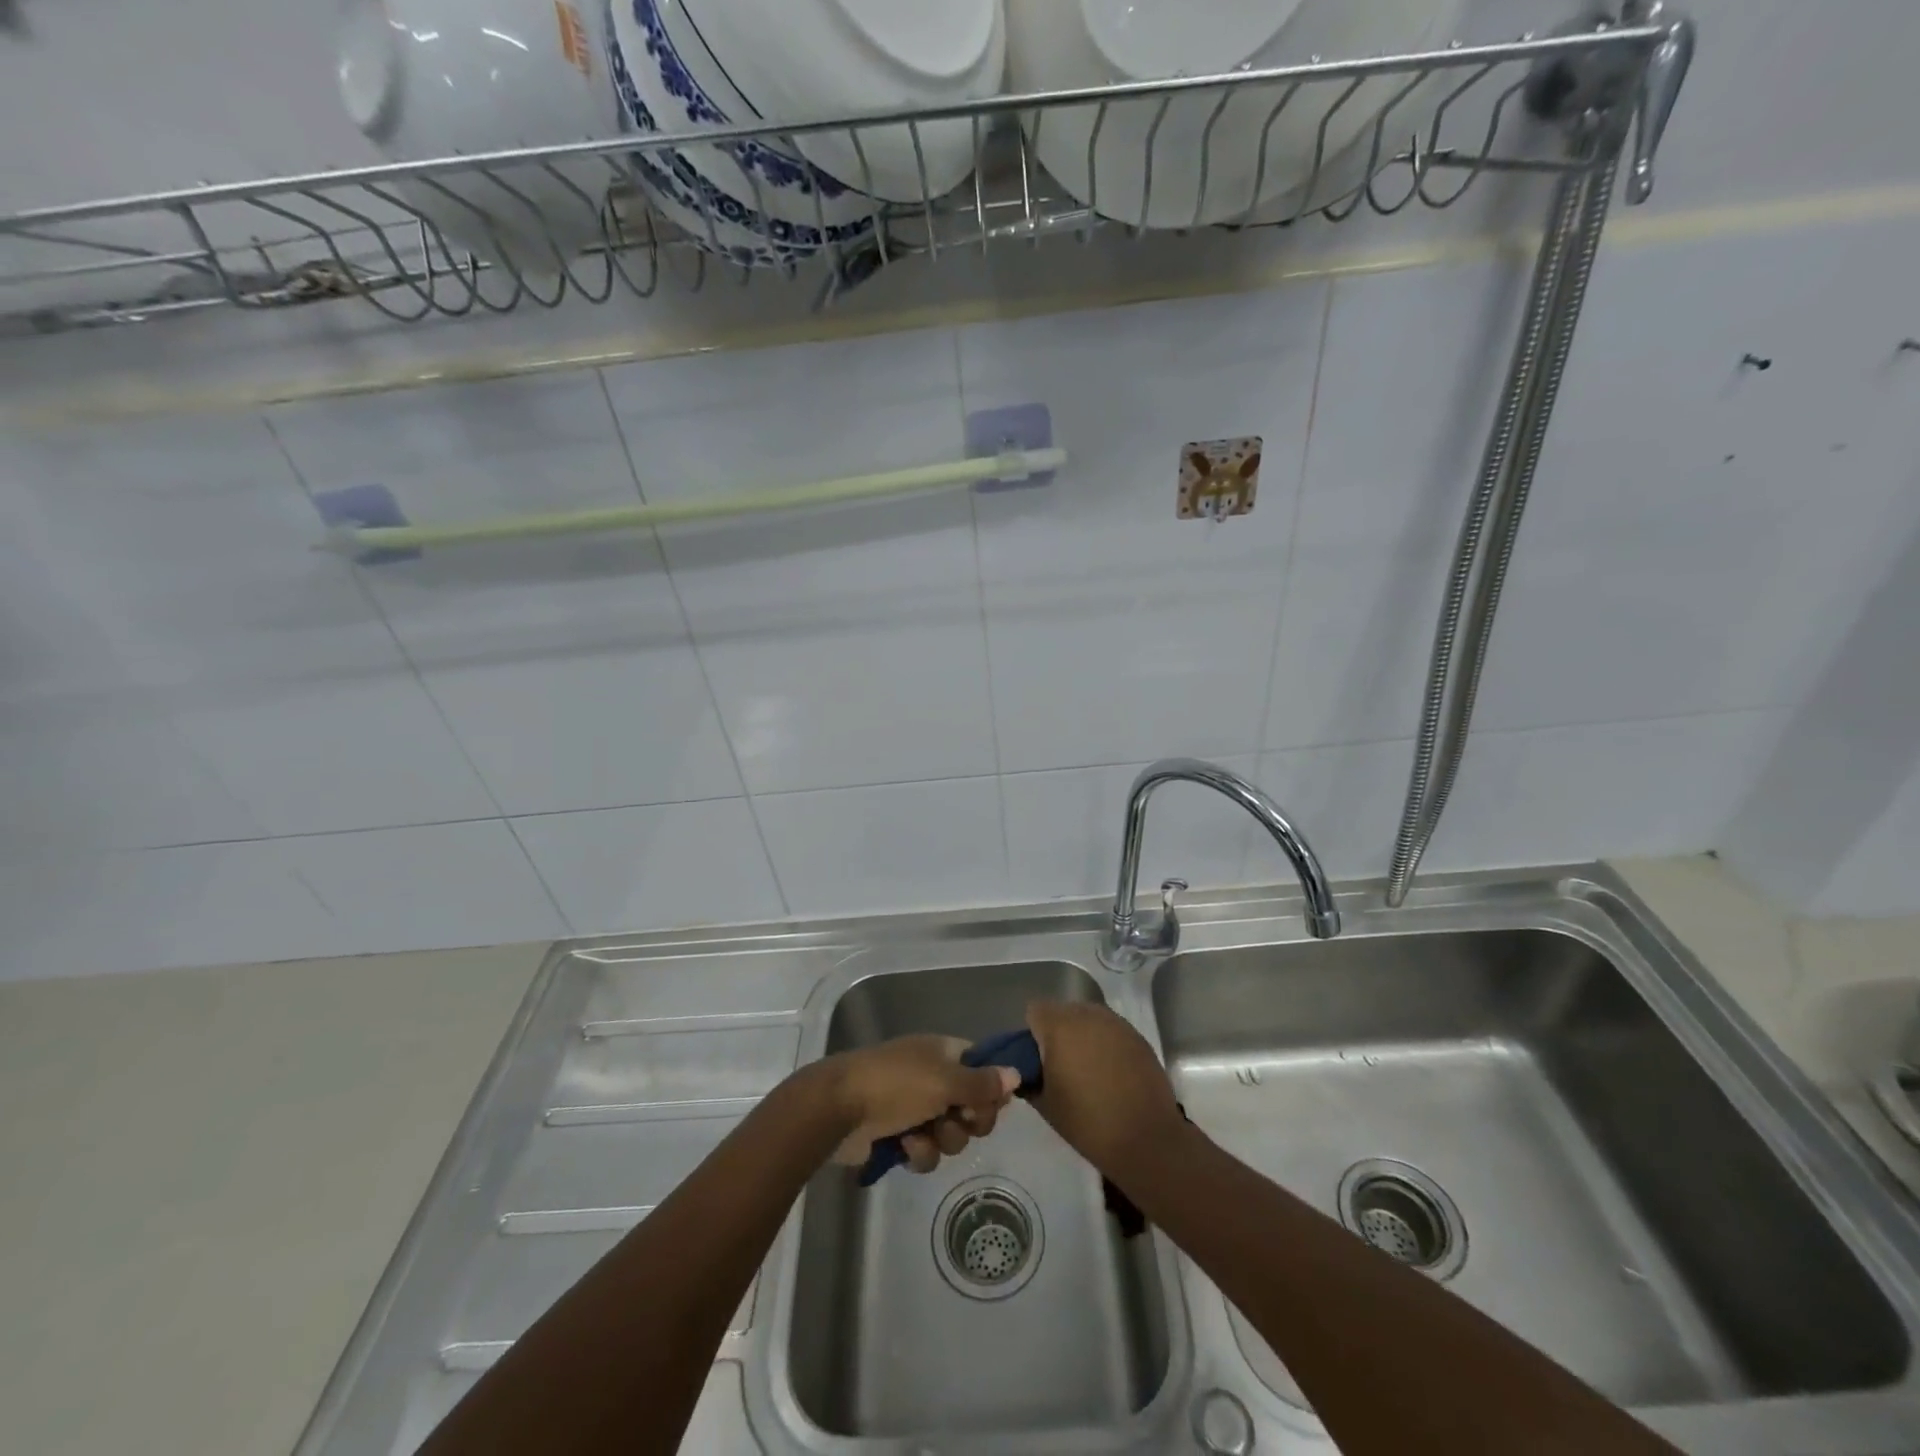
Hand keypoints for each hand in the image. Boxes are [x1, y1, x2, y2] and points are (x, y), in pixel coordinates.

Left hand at [819, 1035, 1019, 1173]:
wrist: (838, 1109)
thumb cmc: (895, 1084)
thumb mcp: (944, 1081)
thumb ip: (982, 1083)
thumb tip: (1016, 1074)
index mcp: (943, 1053)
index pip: (983, 1068)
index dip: (991, 1088)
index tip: (992, 1103)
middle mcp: (932, 1077)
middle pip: (971, 1106)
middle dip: (967, 1121)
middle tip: (956, 1119)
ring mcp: (914, 1107)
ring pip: (951, 1133)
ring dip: (941, 1139)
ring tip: (921, 1134)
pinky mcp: (898, 1135)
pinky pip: (926, 1151)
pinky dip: (918, 1152)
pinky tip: (904, 1148)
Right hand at [1025, 1001, 1185, 1177]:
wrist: (1146, 1139)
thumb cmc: (1088, 1123)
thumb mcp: (1045, 1105)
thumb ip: (1029, 1079)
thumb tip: (1026, 1071)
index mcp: (1060, 1027)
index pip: (1035, 1011)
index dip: (1032, 1034)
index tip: (1037, 1060)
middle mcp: (1087, 1015)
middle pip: (1063, 1011)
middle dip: (1058, 1032)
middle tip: (1061, 1066)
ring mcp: (1116, 1023)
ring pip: (1088, 1018)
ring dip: (1083, 1036)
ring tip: (1088, 1070)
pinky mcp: (1137, 1036)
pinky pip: (1111, 1031)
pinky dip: (1105, 1044)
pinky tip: (1112, 1074)